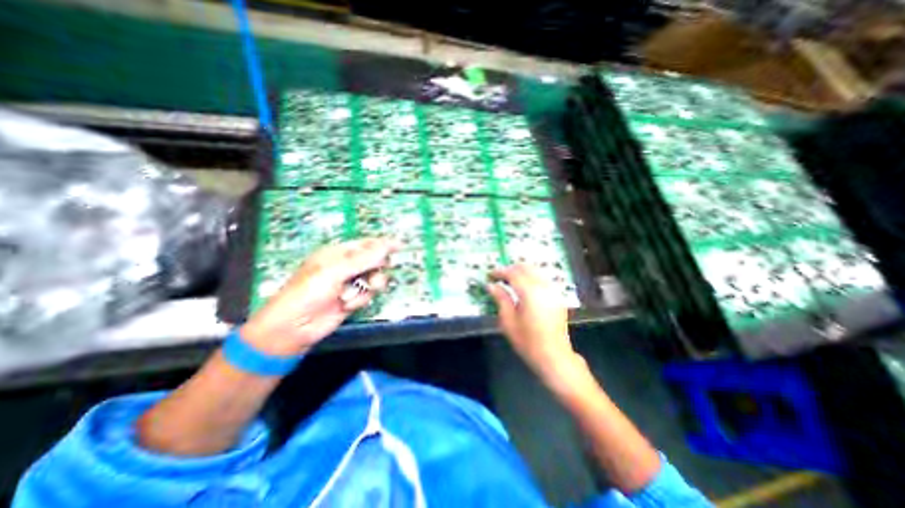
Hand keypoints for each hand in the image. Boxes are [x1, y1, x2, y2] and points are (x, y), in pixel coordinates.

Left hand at [240, 237, 397, 354]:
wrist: (295, 327)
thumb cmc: (308, 292)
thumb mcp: (335, 271)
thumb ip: (363, 259)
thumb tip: (386, 246)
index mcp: (339, 253)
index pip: (366, 244)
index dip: (382, 244)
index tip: (399, 245)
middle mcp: (346, 266)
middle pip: (374, 261)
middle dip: (376, 269)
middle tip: (373, 275)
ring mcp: (351, 283)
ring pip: (374, 278)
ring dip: (367, 287)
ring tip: (352, 294)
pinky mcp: (354, 298)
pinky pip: (368, 294)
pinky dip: (360, 299)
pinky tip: (347, 304)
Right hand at [485, 264, 582, 382]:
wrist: (554, 356)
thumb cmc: (527, 342)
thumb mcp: (508, 321)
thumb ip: (500, 299)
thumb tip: (491, 285)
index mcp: (530, 292)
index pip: (513, 273)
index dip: (499, 272)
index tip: (489, 275)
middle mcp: (543, 287)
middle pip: (526, 267)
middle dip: (511, 269)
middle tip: (498, 277)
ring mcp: (553, 291)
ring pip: (535, 271)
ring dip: (521, 272)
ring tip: (509, 281)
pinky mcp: (557, 296)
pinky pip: (542, 279)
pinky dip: (531, 278)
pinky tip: (523, 288)